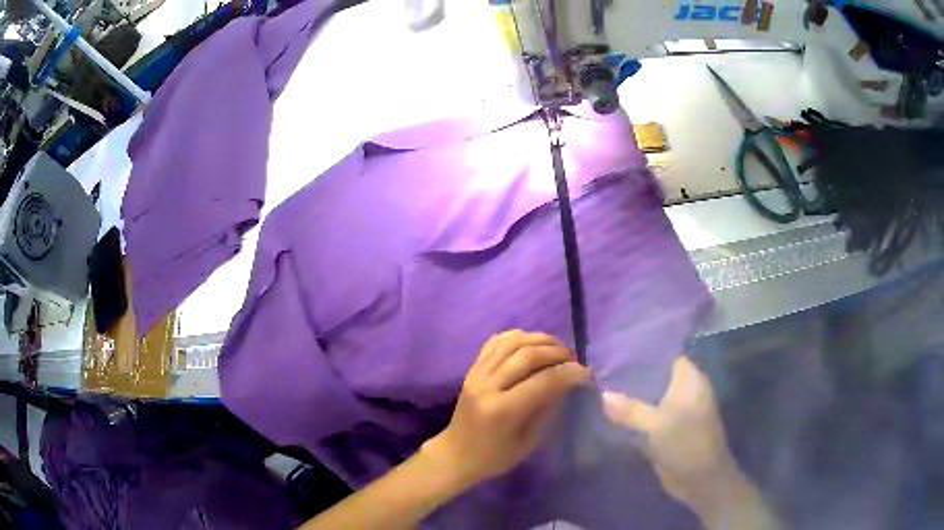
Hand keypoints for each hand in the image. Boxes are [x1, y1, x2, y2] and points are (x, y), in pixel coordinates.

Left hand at [424, 330, 590, 488]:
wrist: (456, 454)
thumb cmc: (495, 457)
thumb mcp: (528, 442)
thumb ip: (547, 410)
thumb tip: (567, 384)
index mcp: (503, 410)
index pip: (544, 381)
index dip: (570, 374)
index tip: (587, 374)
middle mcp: (488, 386)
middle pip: (528, 355)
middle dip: (558, 353)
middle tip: (574, 361)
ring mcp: (477, 374)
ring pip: (512, 342)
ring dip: (540, 340)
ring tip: (557, 349)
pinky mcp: (472, 369)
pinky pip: (495, 342)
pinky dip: (517, 337)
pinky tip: (532, 344)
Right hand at [601, 356, 738, 511]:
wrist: (701, 479)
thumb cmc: (687, 444)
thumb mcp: (657, 426)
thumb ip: (631, 410)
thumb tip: (603, 394)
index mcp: (690, 380)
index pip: (667, 354)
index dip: (645, 351)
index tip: (617, 347)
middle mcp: (685, 390)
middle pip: (657, 375)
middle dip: (634, 373)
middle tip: (603, 367)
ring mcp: (678, 410)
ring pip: (652, 395)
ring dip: (632, 394)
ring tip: (602, 385)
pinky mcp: (670, 428)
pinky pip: (650, 413)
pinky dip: (635, 411)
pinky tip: (612, 410)